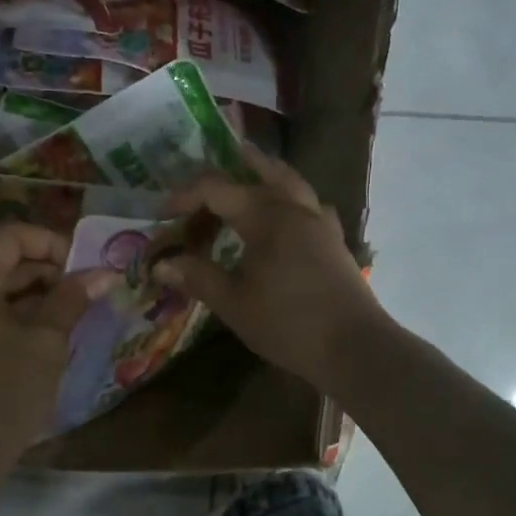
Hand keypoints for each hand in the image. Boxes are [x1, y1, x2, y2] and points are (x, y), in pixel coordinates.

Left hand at [0, 223, 110, 468]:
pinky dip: (23, 316)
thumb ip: (71, 300)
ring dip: (38, 293)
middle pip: (2, 259)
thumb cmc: (2, 394)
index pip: (8, 234)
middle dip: (47, 268)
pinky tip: (53, 335)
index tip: (82, 267)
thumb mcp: (45, 343)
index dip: (48, 241)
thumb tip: (102, 274)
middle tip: (87, 289)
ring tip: (77, 311)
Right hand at [153, 147, 388, 393]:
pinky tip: (288, 213)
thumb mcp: (233, 303)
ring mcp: (319, 222)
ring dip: (266, 172)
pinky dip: (292, 198)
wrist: (354, 346)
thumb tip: (161, 264)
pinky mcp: (334, 240)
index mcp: (266, 216)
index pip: (216, 189)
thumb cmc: (287, 323)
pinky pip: (310, 205)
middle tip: (206, 173)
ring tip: (248, 168)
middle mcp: (294, 208)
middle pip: (260, 172)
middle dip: (230, 168)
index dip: (184, 196)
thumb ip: (197, 277)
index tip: (161, 214)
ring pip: (290, 181)